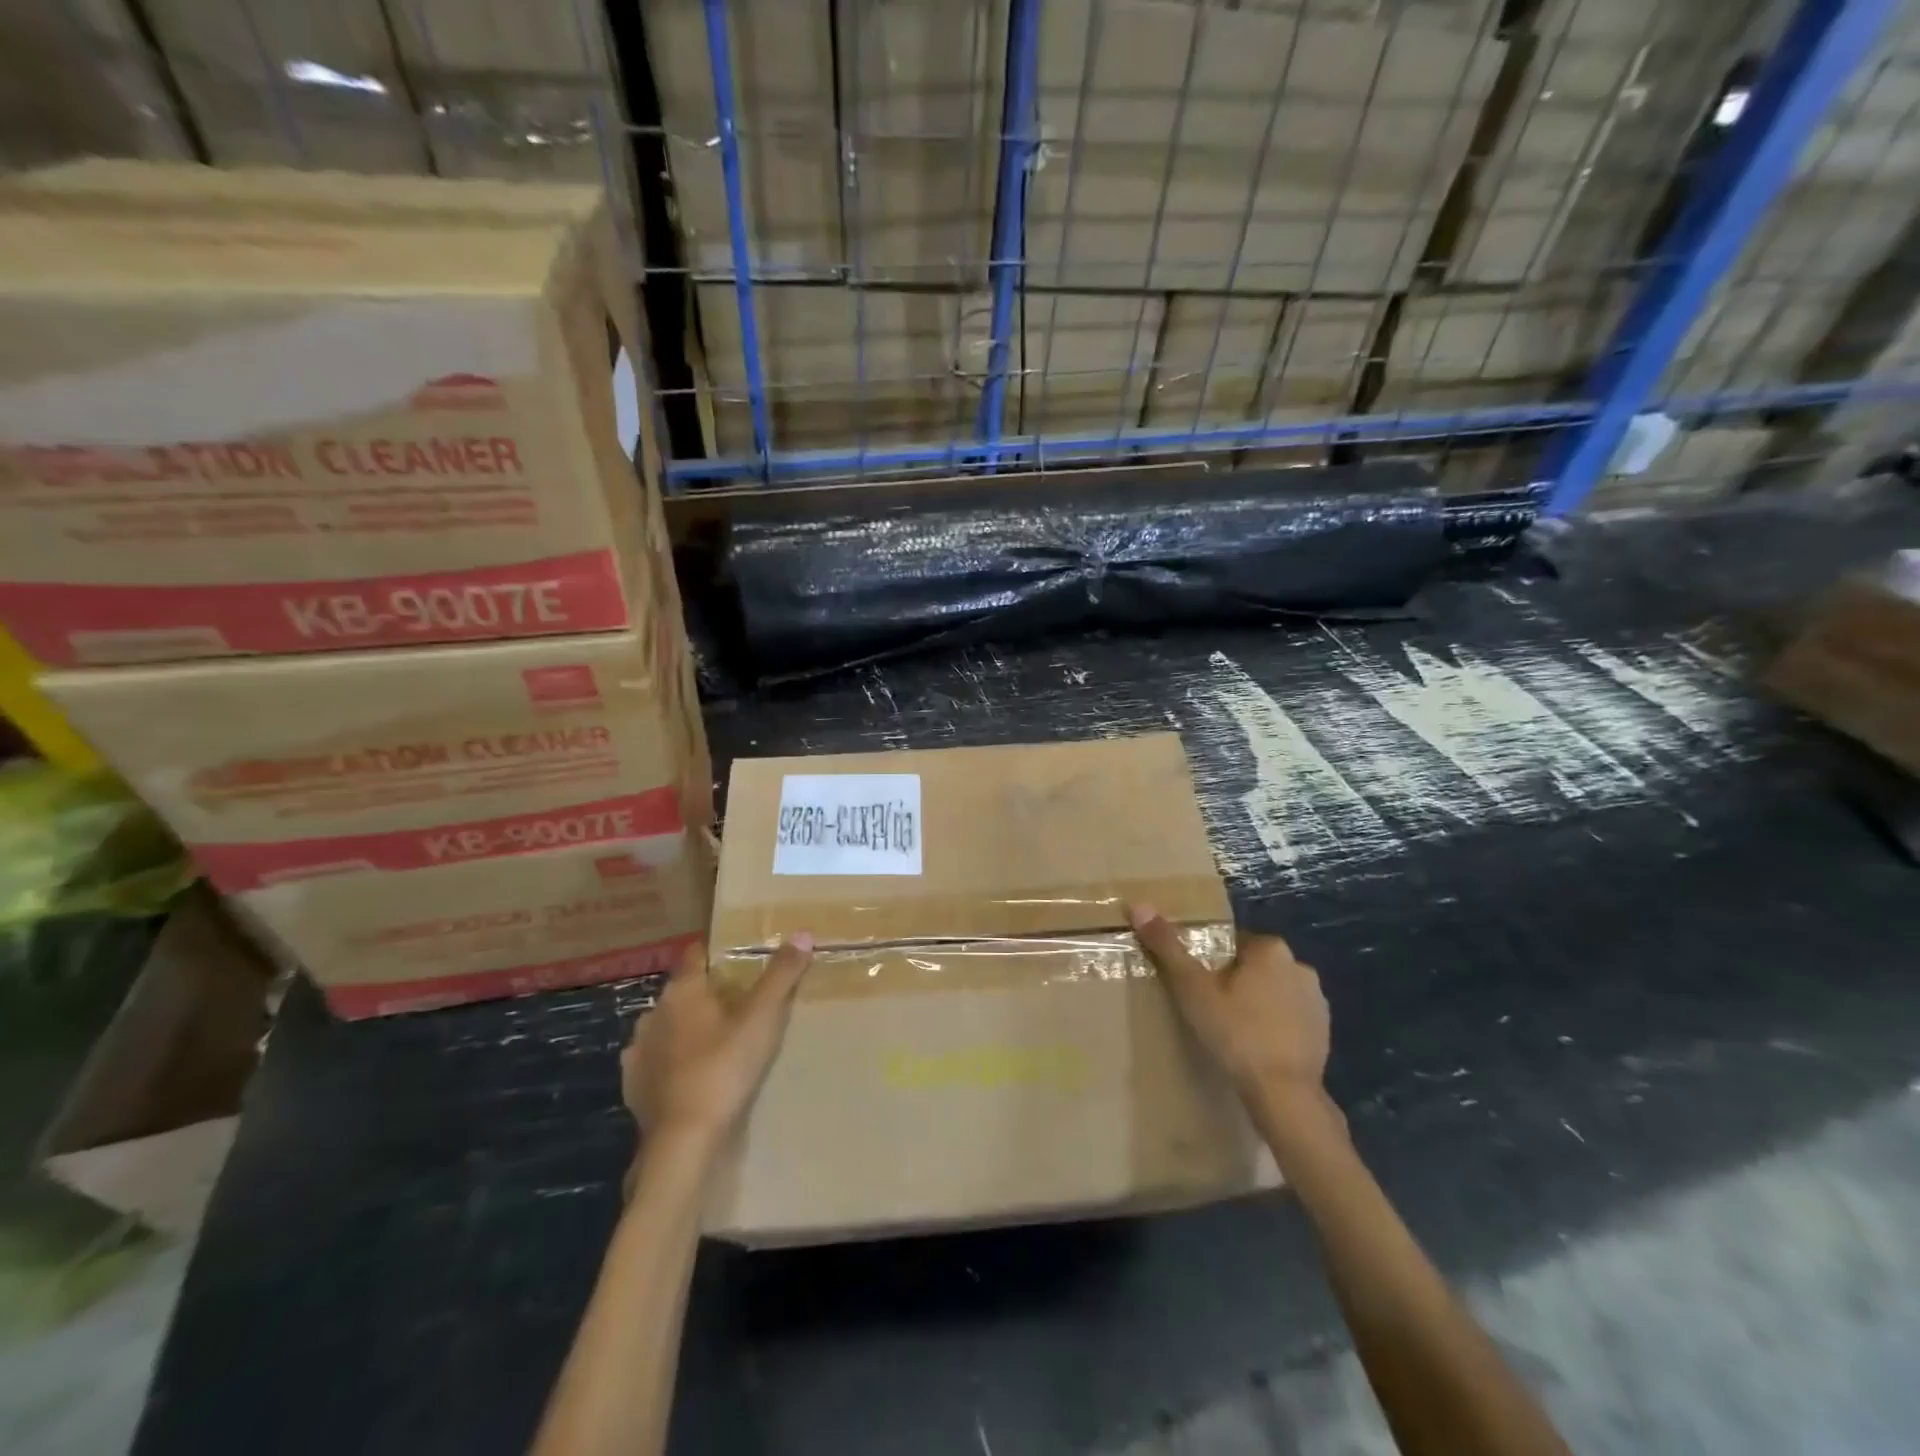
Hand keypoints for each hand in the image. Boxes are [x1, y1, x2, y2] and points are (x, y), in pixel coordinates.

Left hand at [621, 935, 812, 1147]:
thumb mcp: (762, 1018)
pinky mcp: (634, 1085)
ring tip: (716, 1038)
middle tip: (740, 1001)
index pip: (696, 954)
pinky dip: (672, 1060)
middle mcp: (654, 1013)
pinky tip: (690, 1071)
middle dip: (707, 992)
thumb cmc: (724, 1068)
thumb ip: (782, 974)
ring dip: (687, 1027)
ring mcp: (640, 1050)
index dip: (717, 953)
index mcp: (682, 991)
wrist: (684, 1141)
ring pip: (667, 1025)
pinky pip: (655, 1060)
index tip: (740, 958)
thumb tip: (802, 934)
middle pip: (684, 991)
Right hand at [1128, 904, 1334, 1124]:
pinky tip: (1254, 1047)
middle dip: (1234, 982)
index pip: (1232, 943)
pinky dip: (1273, 1026)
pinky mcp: (1324, 1032)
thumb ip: (1167, 947)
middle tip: (1209, 1007)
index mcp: (1270, 948)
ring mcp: (1317, 1000)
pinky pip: (1289, 1018)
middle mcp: (1300, 966)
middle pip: (1253, 966)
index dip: (1210, 962)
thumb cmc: (1236, 1033)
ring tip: (1231, 1030)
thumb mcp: (1192, 988)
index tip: (1197, 985)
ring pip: (1273, 991)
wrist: (1284, 1094)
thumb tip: (1139, 906)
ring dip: (1256, 1003)